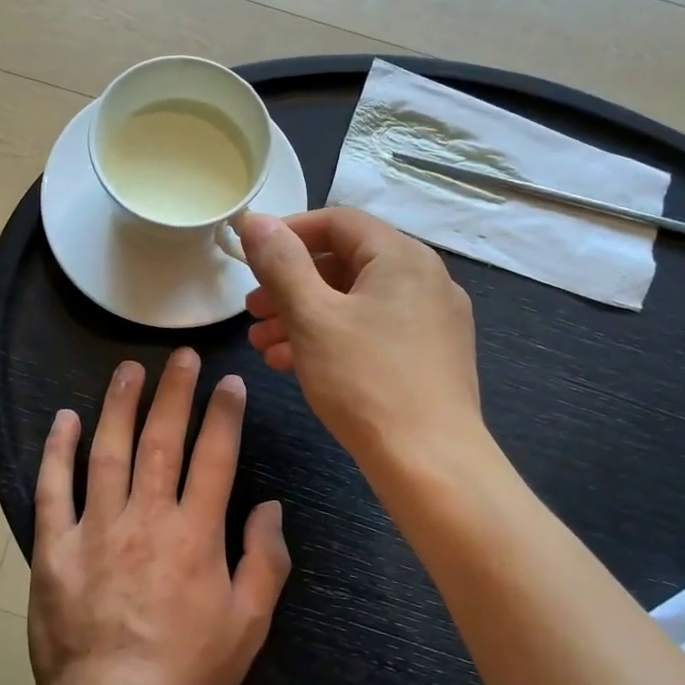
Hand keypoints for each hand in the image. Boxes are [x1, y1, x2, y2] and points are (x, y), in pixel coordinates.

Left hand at [29, 349, 290, 684]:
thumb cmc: (188, 672)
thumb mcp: (248, 625)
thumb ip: (265, 560)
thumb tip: (271, 506)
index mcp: (196, 534)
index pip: (215, 457)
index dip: (224, 415)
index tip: (229, 383)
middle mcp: (146, 518)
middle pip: (161, 440)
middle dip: (174, 392)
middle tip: (181, 356)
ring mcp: (96, 529)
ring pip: (108, 451)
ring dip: (119, 405)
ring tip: (128, 369)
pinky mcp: (55, 548)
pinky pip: (53, 489)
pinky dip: (58, 451)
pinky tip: (64, 419)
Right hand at [239, 208, 481, 465]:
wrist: (431, 463)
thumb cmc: (365, 381)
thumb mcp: (312, 316)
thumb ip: (281, 263)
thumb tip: (256, 220)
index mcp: (401, 256)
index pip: (338, 222)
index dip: (289, 233)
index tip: (252, 258)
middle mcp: (425, 278)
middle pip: (346, 264)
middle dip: (291, 285)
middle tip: (252, 310)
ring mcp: (433, 319)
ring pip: (357, 302)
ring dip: (305, 316)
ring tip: (263, 344)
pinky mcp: (432, 356)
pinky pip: (374, 331)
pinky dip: (334, 339)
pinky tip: (294, 365)